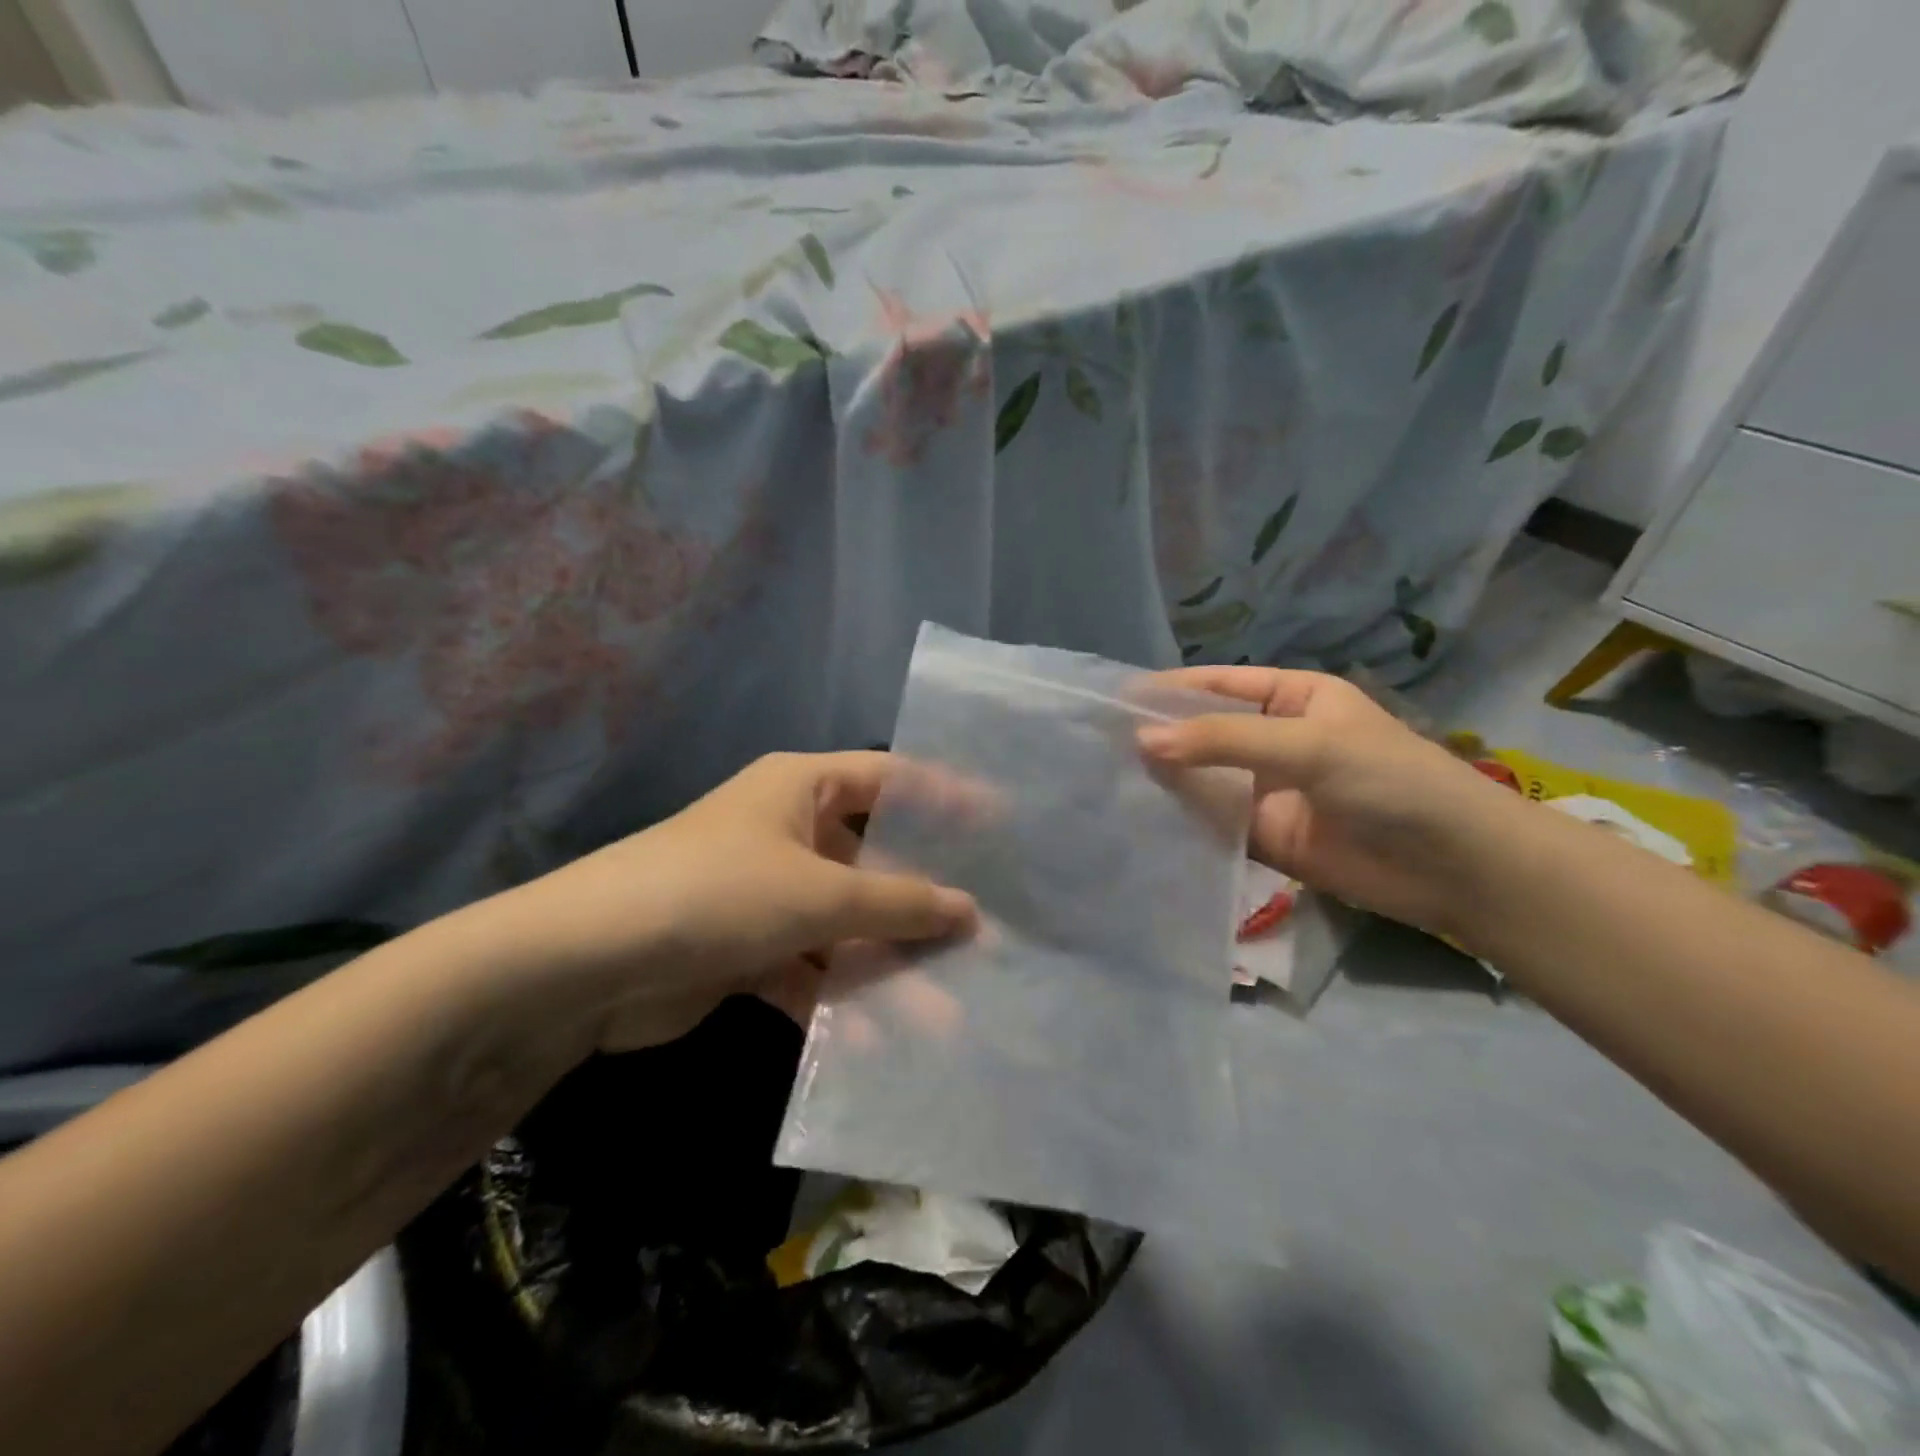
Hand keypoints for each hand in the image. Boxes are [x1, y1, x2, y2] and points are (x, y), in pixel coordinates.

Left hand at [484, 751, 976, 1050]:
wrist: (585, 965)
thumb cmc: (717, 894)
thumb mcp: (818, 894)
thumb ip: (898, 903)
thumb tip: (970, 911)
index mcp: (800, 789)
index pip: (889, 779)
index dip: (944, 798)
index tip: (999, 825)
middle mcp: (785, 831)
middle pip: (870, 859)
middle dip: (919, 898)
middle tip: (982, 928)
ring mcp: (765, 892)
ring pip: (843, 923)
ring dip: (883, 963)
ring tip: (947, 1005)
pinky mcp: (745, 949)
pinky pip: (808, 968)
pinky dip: (837, 999)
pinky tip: (878, 1039)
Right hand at [1138, 668, 1520, 937]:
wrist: (1453, 867)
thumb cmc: (1389, 779)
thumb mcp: (1307, 744)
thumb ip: (1224, 740)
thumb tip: (1141, 741)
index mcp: (1291, 698)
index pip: (1218, 686)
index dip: (1169, 690)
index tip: (1114, 700)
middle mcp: (1274, 739)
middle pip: (1204, 733)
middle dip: (1159, 737)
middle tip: (1098, 745)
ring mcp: (1266, 790)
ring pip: (1203, 779)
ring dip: (1164, 780)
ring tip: (1105, 780)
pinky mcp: (1263, 837)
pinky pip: (1213, 823)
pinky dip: (1181, 821)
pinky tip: (1140, 819)